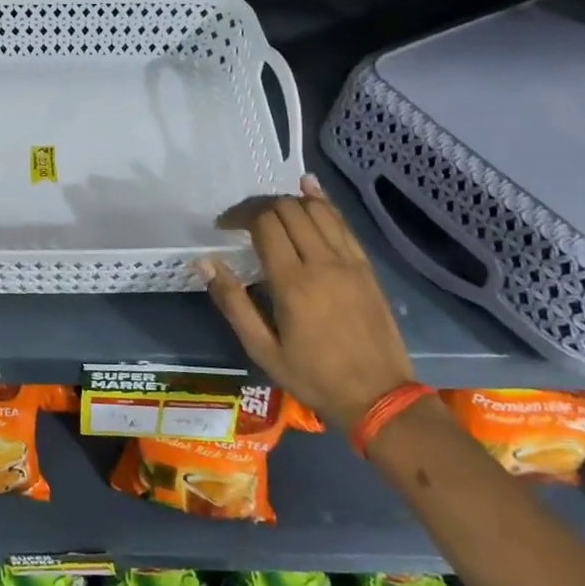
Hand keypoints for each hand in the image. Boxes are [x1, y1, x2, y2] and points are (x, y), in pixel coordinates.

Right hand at [199, 173, 415, 431]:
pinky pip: (342, 222)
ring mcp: (349, 261)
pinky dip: (323, 202)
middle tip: (242, 221)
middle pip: (288, 210)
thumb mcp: (262, 349)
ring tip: (270, 213)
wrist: (379, 397)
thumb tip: (205, 262)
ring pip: (316, 209)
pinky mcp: (365, 266)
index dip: (239, 216)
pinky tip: (309, 188)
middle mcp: (322, 262)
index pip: (264, 224)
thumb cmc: (313, 377)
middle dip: (260, 206)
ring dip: (289, 202)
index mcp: (292, 283)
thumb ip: (232, 302)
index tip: (224, 227)